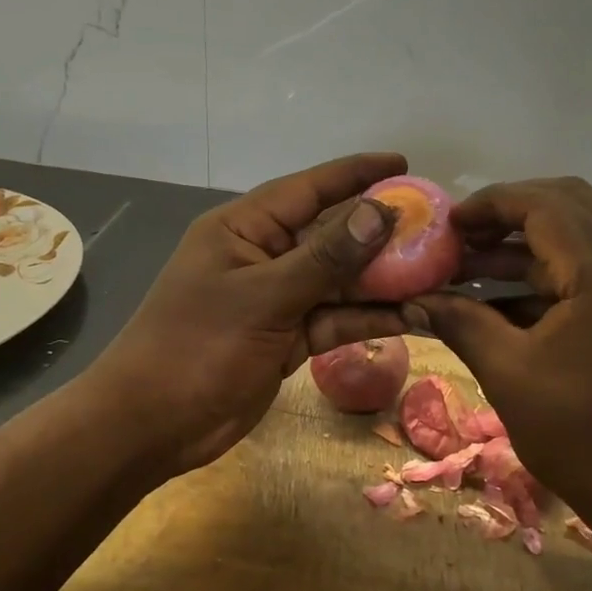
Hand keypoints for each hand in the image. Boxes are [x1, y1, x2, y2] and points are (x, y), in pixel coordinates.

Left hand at [85, 153, 409, 476]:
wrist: (153, 425)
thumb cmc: (197, 347)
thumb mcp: (263, 297)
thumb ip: (325, 257)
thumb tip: (380, 212)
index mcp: (244, 228)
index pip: (309, 188)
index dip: (357, 174)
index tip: (405, 165)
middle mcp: (264, 256)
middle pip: (332, 235)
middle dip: (382, 232)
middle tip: (438, 228)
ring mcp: (277, 299)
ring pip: (339, 280)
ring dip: (383, 280)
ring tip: (439, 273)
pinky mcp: (288, 337)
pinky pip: (335, 318)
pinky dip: (368, 318)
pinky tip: (413, 315)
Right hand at [411, 178, 591, 540]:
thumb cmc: (581, 434)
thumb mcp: (509, 374)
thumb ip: (460, 323)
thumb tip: (412, 301)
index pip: (544, 205)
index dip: (490, 203)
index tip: (445, 223)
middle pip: (568, 204)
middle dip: (509, 213)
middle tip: (461, 235)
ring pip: (579, 235)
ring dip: (524, 244)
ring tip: (466, 266)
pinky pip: (587, 269)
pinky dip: (544, 273)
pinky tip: (497, 299)